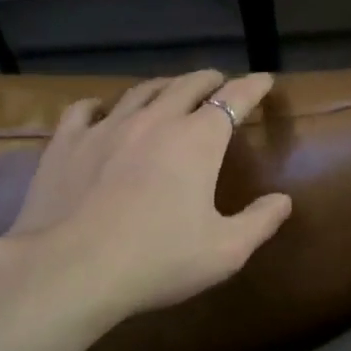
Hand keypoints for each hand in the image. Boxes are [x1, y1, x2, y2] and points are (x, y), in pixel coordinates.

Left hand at [0, 69, 291, 323]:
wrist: (71, 270)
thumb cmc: (158, 260)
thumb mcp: (226, 251)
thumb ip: (260, 222)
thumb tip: (283, 200)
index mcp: (198, 140)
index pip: (234, 99)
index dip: (253, 86)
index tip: (264, 79)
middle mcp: (155, 120)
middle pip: (188, 85)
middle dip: (210, 80)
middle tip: (219, 84)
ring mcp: (107, 127)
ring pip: (141, 91)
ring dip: (163, 87)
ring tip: (170, 90)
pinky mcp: (67, 143)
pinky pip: (85, 109)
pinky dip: (101, 105)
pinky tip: (100, 111)